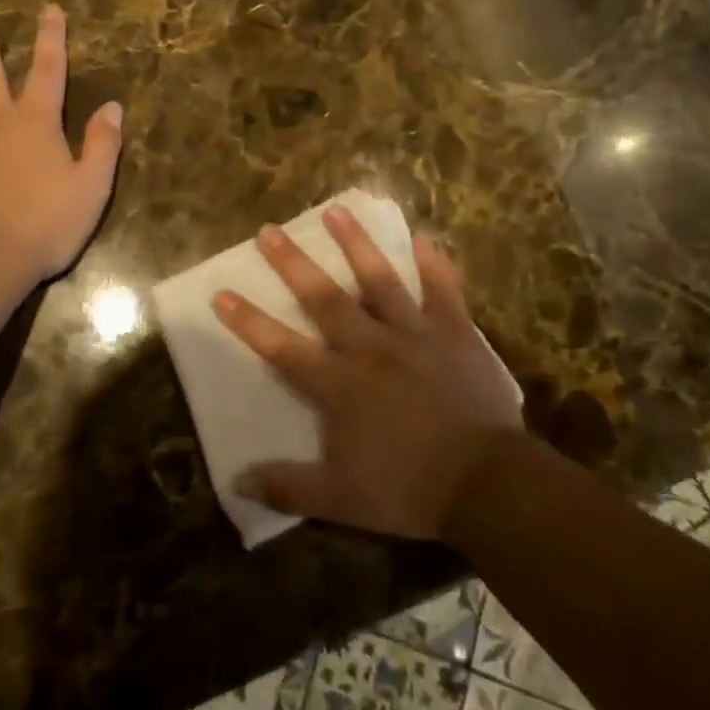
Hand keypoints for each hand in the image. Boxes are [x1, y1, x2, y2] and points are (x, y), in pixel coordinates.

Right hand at [212, 207, 522, 540]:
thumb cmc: (409, 489)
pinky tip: (424, 236)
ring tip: (336, 210)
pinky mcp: (454, 332)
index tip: (222, 293)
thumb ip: (289, 487)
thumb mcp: (342, 499)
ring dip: (356, 244)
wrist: (487, 484)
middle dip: (293, 264)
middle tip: (270, 230)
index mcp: (340, 384)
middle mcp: (370, 347)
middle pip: (325, 298)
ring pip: (379, 279)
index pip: (283, 347)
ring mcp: (414, 334)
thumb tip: (238, 482)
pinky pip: (443, 290)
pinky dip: (434, 263)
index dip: (249, 321)